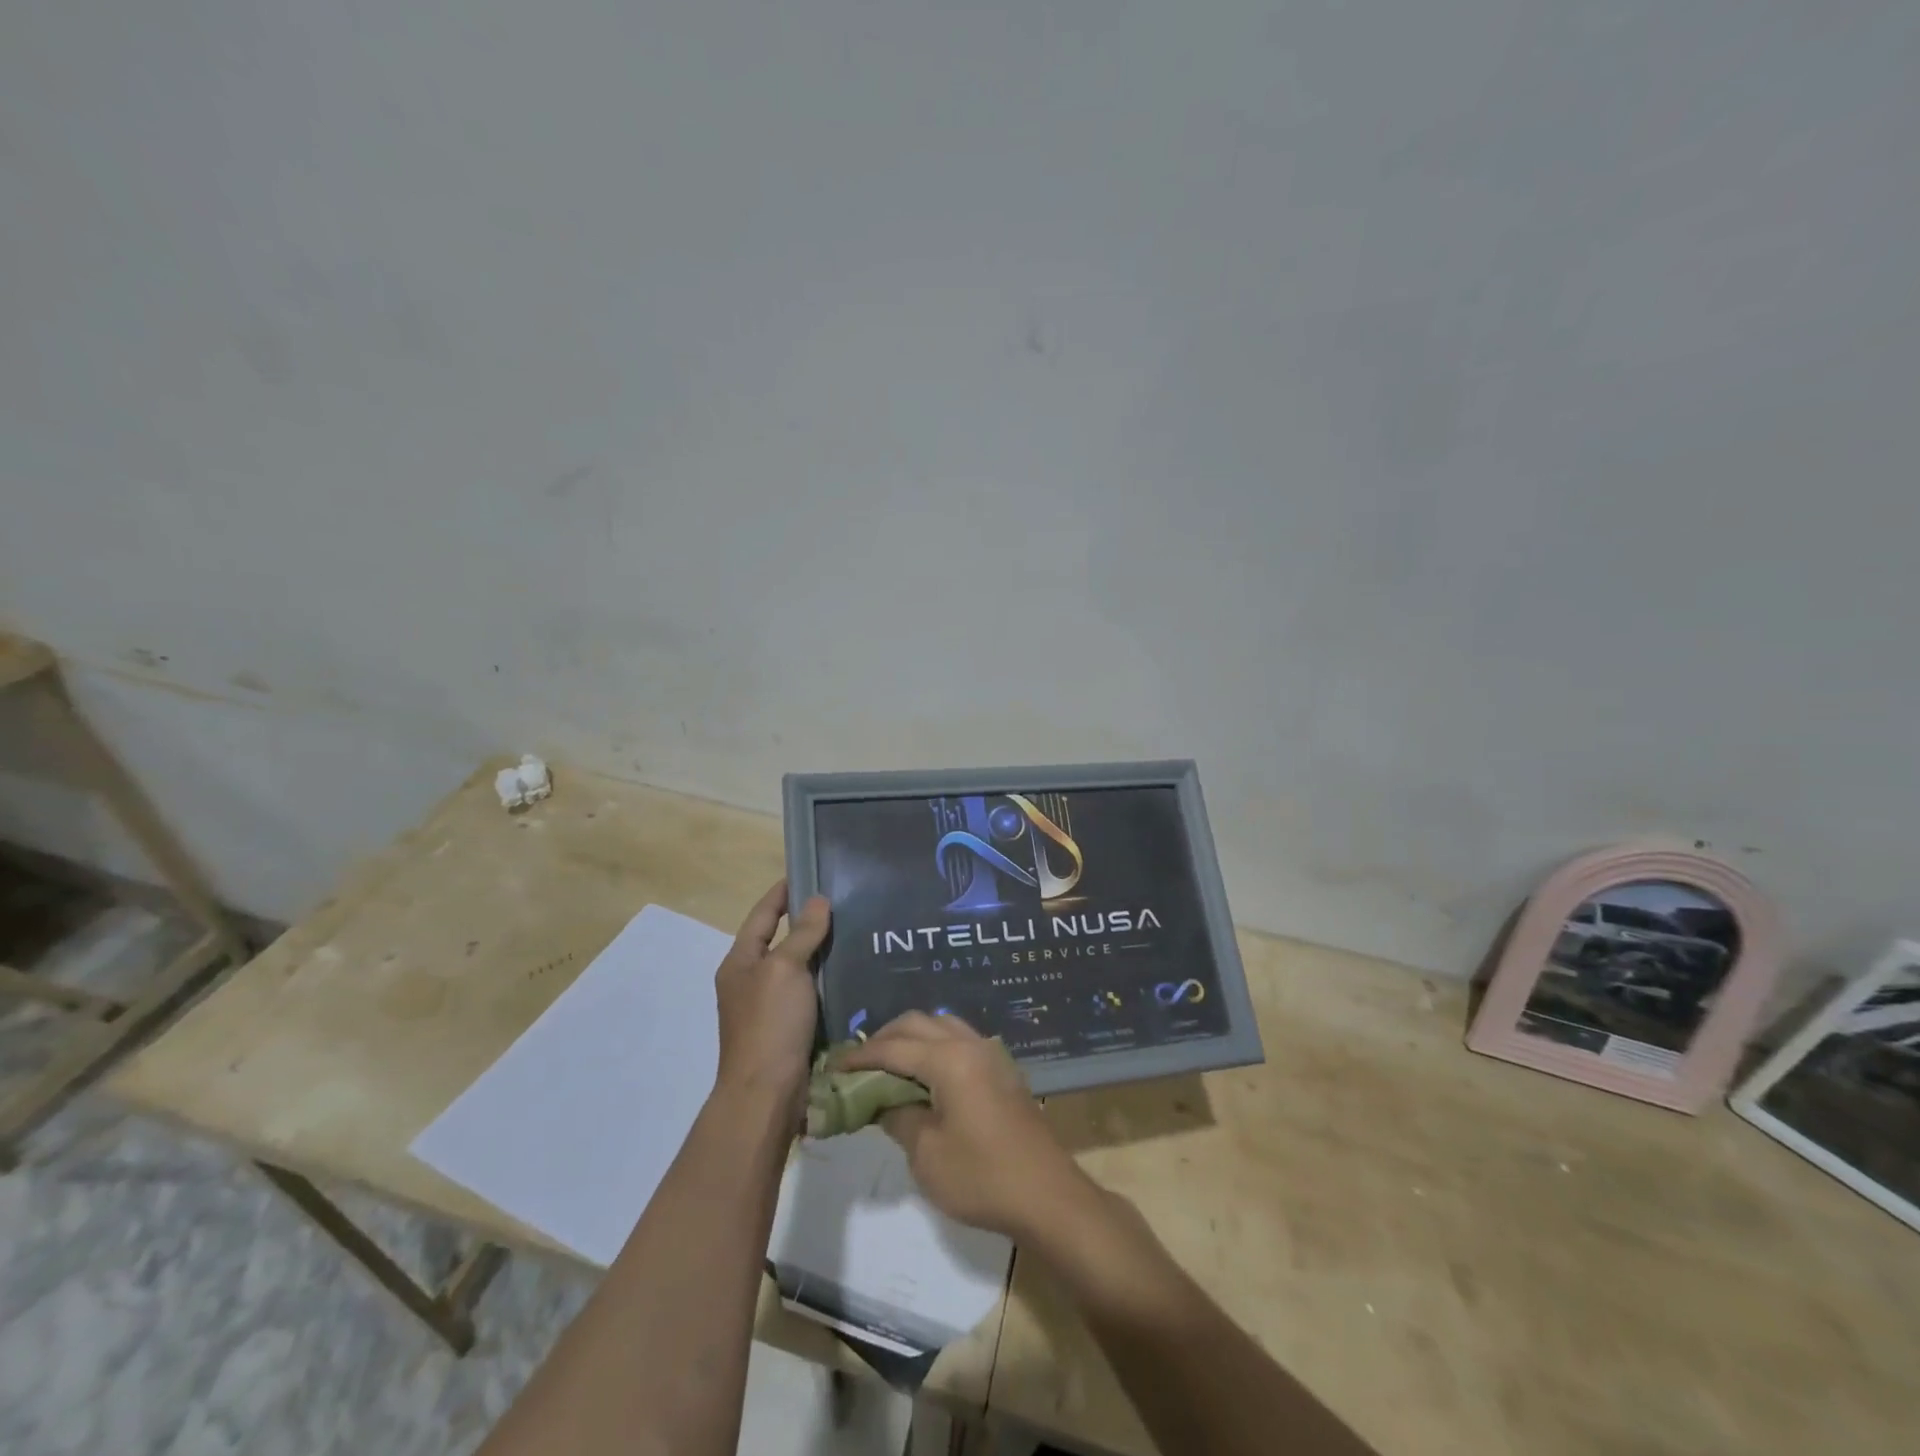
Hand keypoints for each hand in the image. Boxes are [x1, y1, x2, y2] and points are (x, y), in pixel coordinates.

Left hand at [714, 880, 829, 1108]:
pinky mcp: (787, 1028)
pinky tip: (851, 972)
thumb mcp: (784, 970)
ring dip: (820, 950)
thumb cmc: (769, 1024)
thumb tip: (818, 901)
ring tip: (853, 930)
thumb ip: (801, 934)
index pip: (761, 915)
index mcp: (739, 963)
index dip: (782, 893)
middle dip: (806, 920)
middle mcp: (750, 981)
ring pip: (797, 967)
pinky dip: (826, 979)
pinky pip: (808, 992)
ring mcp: (768, 1007)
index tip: (808, 871)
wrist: (766, 1094)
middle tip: (842, 901)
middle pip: (779, 940)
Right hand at [840, 1012, 1096, 1238]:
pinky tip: (923, 1074)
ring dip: (912, 1038)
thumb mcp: (927, 1154)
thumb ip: (898, 1117)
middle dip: (885, 1037)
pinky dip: (935, 1046)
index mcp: (949, 1059)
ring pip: (942, 1026)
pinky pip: (960, 1041)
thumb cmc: (982, 1177)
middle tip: (859, 1063)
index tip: (834, 1065)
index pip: (894, 1047)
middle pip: (919, 1023)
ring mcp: (990, 1054)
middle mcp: (970, 1044)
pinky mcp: (1002, 1070)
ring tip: (888, 1066)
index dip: (860, 1055)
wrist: (1047, 1196)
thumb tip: (880, 1102)